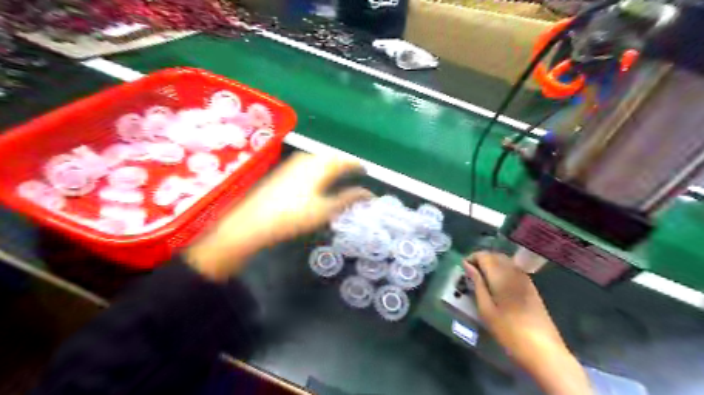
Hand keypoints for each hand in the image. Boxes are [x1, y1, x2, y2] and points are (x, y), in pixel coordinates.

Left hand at [187, 152, 373, 280]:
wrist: (254, 221)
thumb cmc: (294, 216)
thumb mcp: (326, 210)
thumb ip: (349, 199)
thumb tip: (369, 194)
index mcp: (320, 166)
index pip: (345, 161)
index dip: (357, 165)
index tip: (365, 170)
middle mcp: (307, 159)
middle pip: (331, 156)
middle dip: (344, 162)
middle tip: (353, 172)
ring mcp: (293, 163)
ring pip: (318, 158)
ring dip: (331, 164)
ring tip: (338, 174)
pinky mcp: (283, 170)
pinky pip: (308, 162)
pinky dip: (319, 167)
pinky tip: (316, 178)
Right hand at [467, 253, 592, 394]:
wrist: (543, 350)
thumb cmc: (508, 331)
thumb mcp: (486, 309)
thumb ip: (477, 283)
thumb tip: (467, 265)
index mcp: (501, 275)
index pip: (484, 255)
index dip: (471, 258)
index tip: (463, 269)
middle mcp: (514, 271)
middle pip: (495, 255)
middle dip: (481, 260)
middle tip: (470, 273)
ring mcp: (525, 278)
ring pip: (504, 261)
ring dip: (491, 264)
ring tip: (481, 278)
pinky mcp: (531, 286)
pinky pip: (513, 269)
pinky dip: (501, 270)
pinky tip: (496, 284)